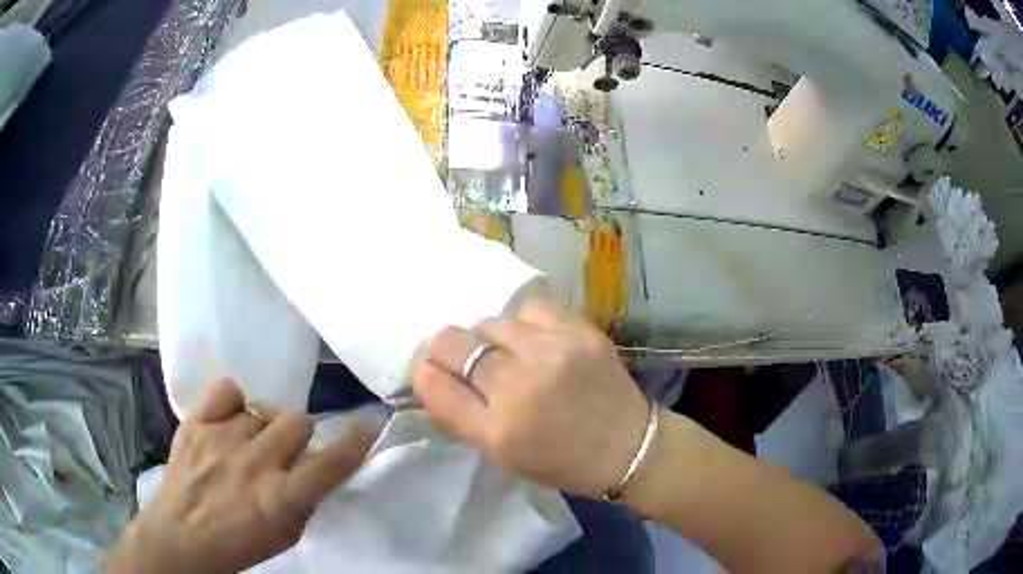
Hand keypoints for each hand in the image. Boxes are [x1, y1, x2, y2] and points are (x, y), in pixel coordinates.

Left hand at [107, 379, 374, 573]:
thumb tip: (319, 467)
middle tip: (279, 454)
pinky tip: (226, 423)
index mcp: (280, 498)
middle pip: (297, 420)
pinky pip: (228, 390)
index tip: (367, 425)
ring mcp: (222, 438)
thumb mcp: (285, 537)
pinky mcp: (196, 423)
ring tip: (244, 445)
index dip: (355, 441)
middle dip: (295, 438)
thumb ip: (307, 501)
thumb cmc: (238, 545)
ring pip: (263, 409)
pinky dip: (233, 403)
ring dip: (262, 428)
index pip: (330, 462)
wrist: (180, 537)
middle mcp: (254, 463)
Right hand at [413, 299, 649, 498]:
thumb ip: (461, 418)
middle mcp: (518, 387)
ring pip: (489, 322)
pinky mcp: (580, 332)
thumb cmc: (560, 461)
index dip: (425, 373)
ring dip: (488, 339)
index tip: (432, 371)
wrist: (628, 446)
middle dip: (446, 349)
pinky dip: (524, 325)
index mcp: (496, 430)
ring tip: (507, 353)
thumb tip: (431, 379)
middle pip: (452, 342)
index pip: (432, 383)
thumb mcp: (502, 456)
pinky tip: (536, 342)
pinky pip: (529, 310)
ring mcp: (551, 353)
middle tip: (461, 357)